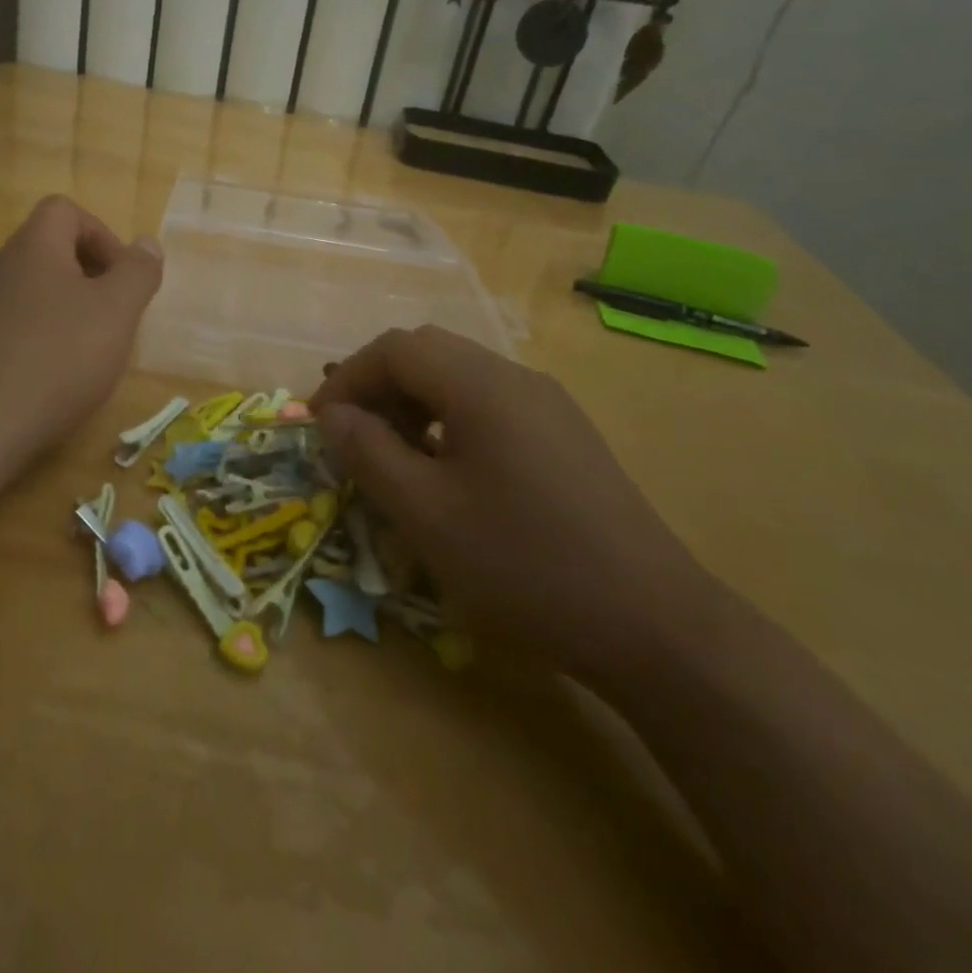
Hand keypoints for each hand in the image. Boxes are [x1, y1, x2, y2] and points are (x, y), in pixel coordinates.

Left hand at [0, 195, 162, 456]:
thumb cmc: (60, 357)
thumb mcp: (117, 310)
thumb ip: (137, 272)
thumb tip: (146, 244)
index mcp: (34, 248)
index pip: (65, 210)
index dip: (101, 234)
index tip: (122, 276)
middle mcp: (3, 268)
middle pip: (51, 248)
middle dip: (91, 273)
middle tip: (115, 310)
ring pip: (36, 288)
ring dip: (70, 305)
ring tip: (93, 345)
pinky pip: (20, 322)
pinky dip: (46, 334)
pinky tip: (61, 372)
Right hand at [310, 326, 716, 682]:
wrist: (652, 624)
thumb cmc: (524, 564)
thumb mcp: (426, 513)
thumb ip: (368, 453)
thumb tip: (332, 415)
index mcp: (481, 385)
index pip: (396, 348)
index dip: (348, 377)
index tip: (320, 424)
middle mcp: (516, 377)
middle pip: (428, 352)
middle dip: (378, 385)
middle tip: (353, 436)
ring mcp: (547, 403)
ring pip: (460, 375)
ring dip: (413, 400)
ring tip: (394, 455)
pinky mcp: (565, 433)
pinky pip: (490, 403)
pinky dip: (449, 418)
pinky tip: (447, 470)